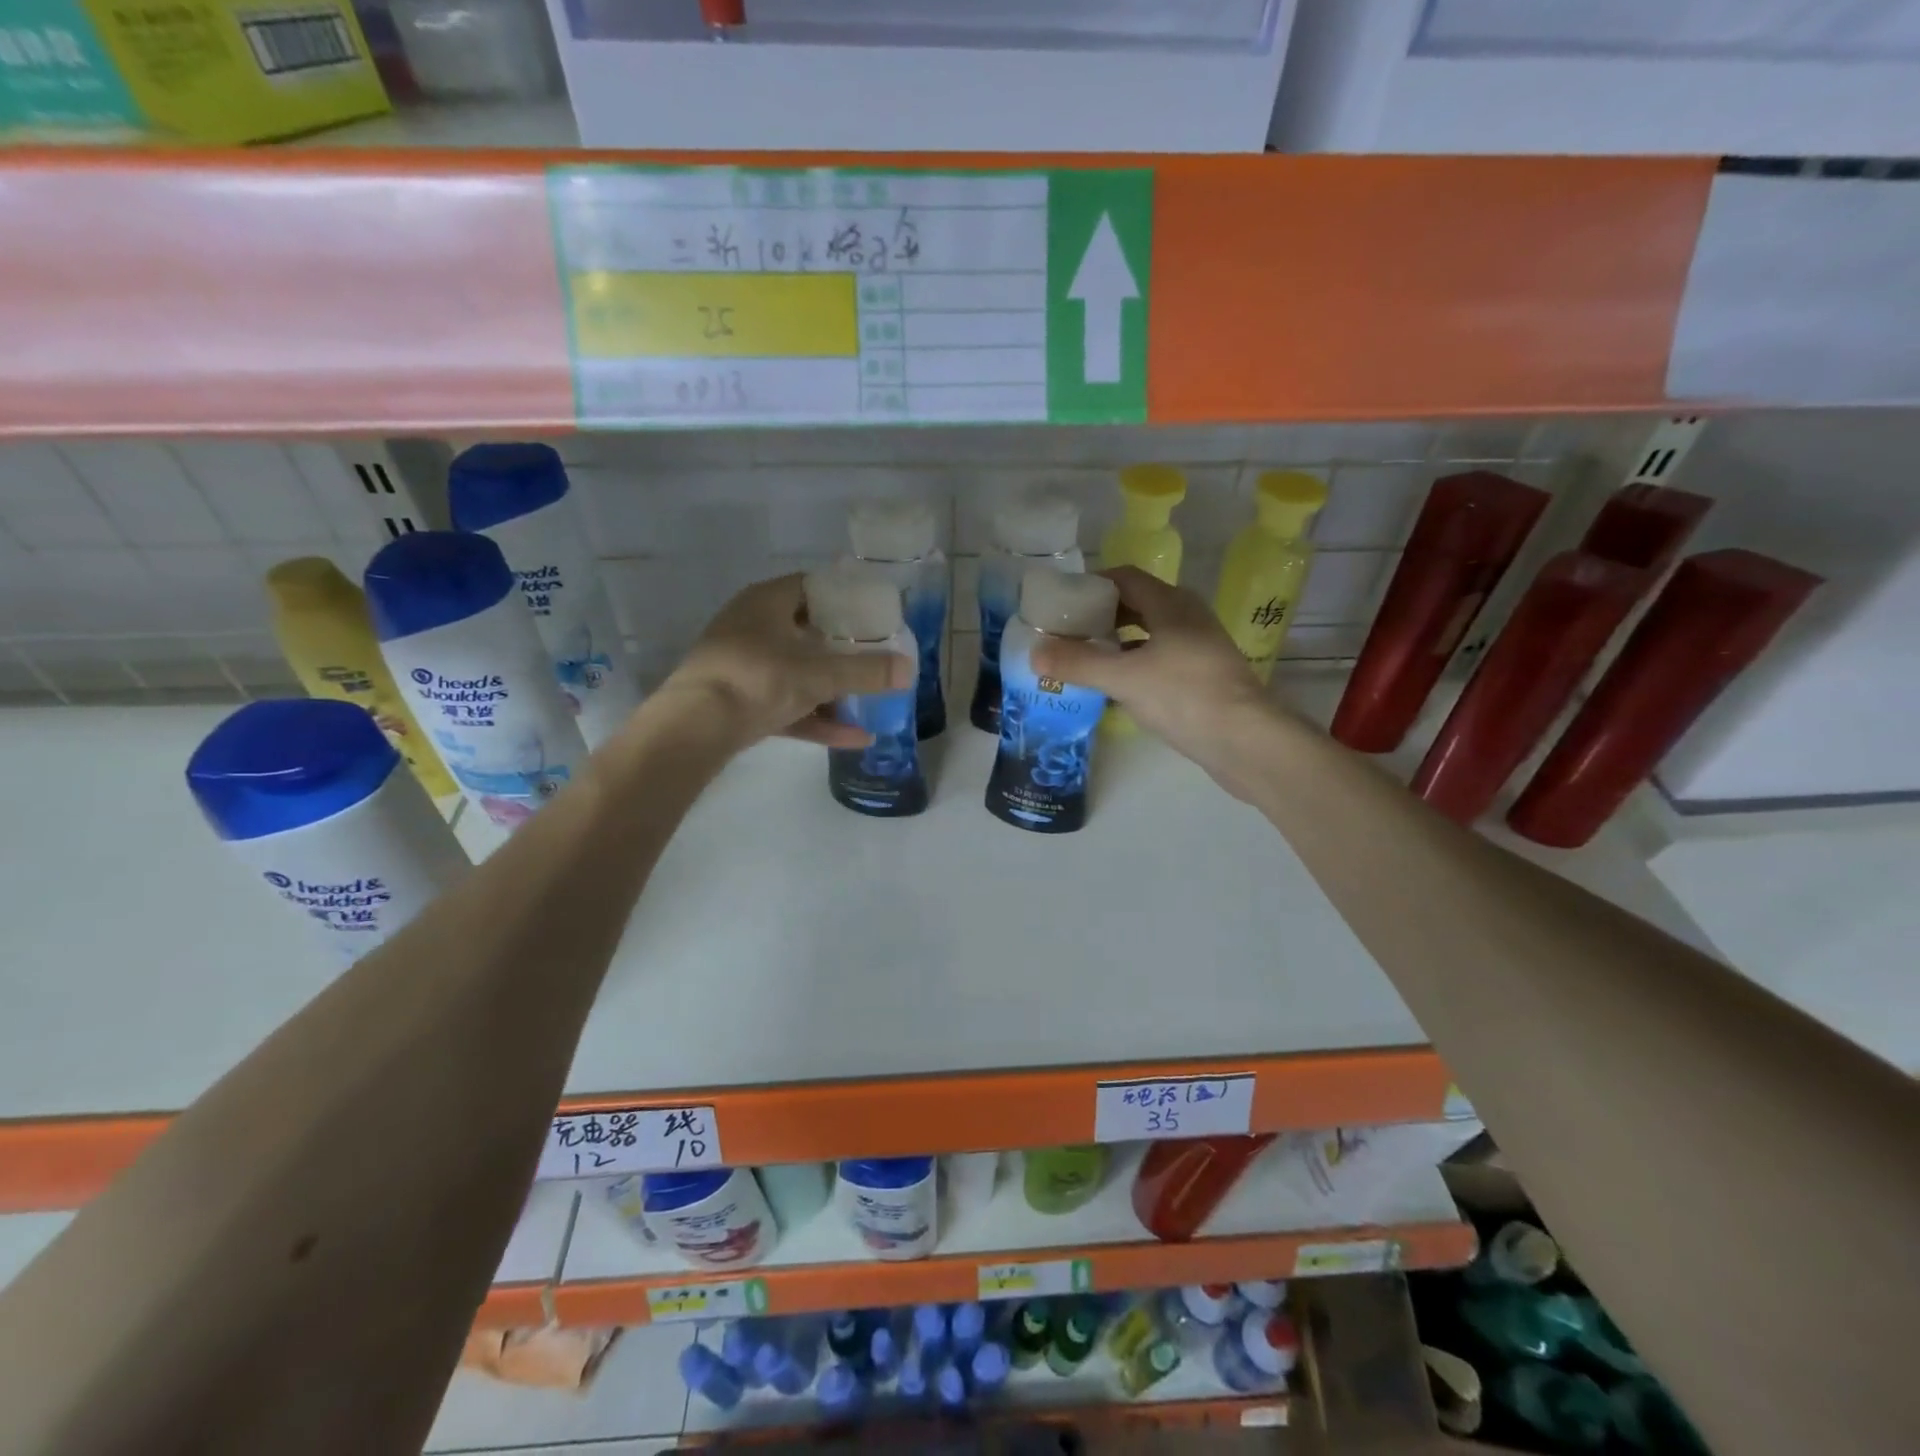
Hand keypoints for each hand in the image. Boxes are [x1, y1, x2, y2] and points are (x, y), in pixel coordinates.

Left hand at [659, 574, 913, 749]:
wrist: (693, 728)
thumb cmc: (758, 680)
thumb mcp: (819, 674)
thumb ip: (866, 671)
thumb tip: (909, 669)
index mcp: (767, 603)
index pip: (813, 586)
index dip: (846, 597)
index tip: (875, 614)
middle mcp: (753, 627)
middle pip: (808, 631)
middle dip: (844, 647)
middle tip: (877, 655)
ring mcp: (744, 667)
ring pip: (798, 672)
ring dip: (834, 688)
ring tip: (872, 698)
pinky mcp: (741, 703)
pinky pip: (788, 706)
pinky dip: (818, 719)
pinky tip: (855, 738)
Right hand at [1029, 567, 1277, 794]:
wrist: (1245, 741)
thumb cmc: (1185, 696)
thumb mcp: (1124, 678)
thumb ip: (1078, 663)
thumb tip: (1034, 653)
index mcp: (1171, 604)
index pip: (1125, 578)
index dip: (1092, 586)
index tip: (1061, 604)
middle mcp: (1187, 618)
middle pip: (1136, 606)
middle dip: (1099, 617)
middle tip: (1065, 634)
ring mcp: (1198, 648)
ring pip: (1148, 635)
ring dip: (1116, 643)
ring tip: (1082, 659)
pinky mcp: (1202, 676)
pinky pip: (1159, 660)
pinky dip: (1133, 665)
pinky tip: (1114, 687)